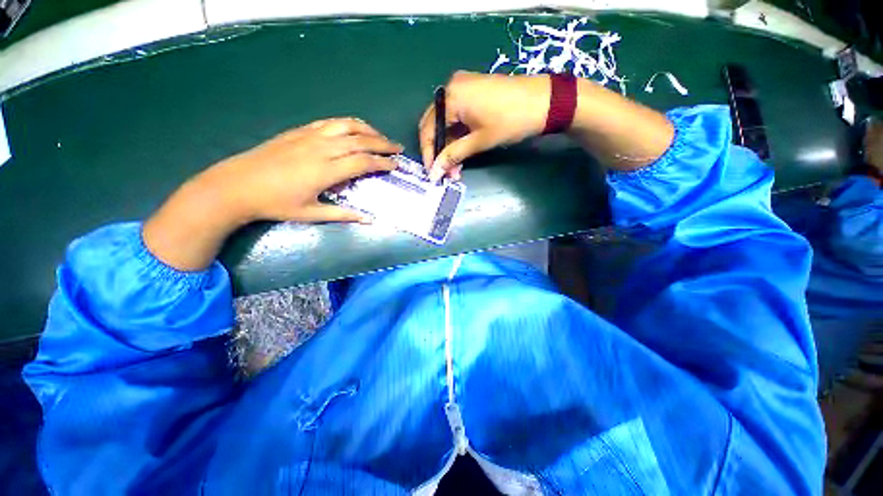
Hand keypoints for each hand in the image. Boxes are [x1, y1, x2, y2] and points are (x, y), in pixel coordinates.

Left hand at [143, 118, 401, 269]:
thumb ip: (343, 214)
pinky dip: (348, 123)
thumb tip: (369, 220)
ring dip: (368, 129)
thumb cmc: (275, 203)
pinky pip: (330, 122)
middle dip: (383, 143)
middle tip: (397, 148)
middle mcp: (321, 148)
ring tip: (380, 136)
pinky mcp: (299, 131)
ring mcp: (309, 136)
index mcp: (325, 170)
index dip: (382, 163)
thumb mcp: (311, 214)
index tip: (396, 165)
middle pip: (360, 140)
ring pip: (346, 125)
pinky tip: (354, 129)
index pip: (363, 162)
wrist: (236, 185)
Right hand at [419, 71, 549, 180]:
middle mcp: (453, 88)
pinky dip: (459, 136)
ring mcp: (464, 88)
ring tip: (456, 169)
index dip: (429, 153)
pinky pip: (458, 117)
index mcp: (451, 96)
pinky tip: (463, 153)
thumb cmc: (511, 120)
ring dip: (450, 147)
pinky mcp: (474, 93)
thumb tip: (434, 172)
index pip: (428, 128)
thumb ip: (453, 155)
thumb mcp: (479, 141)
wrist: (545, 101)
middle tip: (446, 173)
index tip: (432, 173)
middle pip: (436, 125)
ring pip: (448, 124)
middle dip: (440, 152)